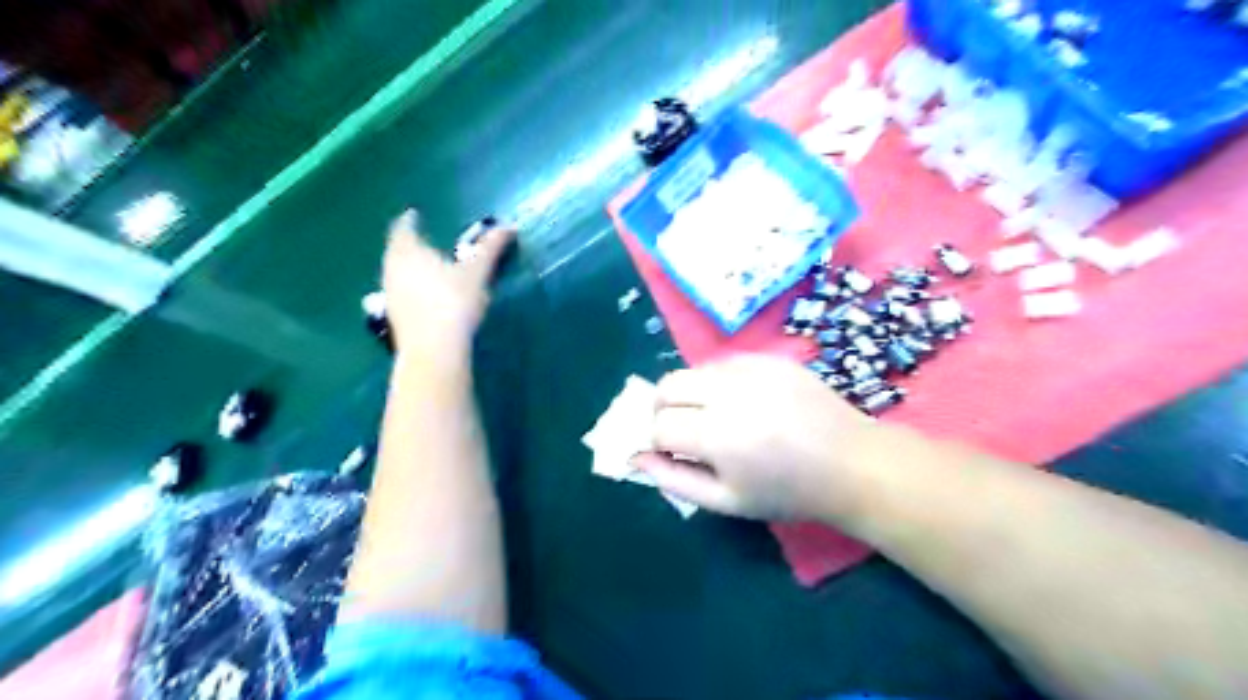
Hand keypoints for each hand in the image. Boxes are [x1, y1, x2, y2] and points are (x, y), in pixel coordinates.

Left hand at [384, 211, 513, 356]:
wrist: (434, 349)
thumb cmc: (454, 301)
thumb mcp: (477, 272)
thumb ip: (490, 248)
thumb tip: (508, 226)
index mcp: (409, 251)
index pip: (404, 229)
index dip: (409, 221)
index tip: (414, 215)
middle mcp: (392, 269)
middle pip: (397, 251)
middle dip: (409, 245)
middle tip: (422, 241)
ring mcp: (390, 295)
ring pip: (397, 273)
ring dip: (409, 268)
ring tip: (426, 268)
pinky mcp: (394, 318)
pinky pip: (401, 294)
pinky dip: (411, 289)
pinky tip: (426, 296)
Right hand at [636, 357, 874, 521]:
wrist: (850, 463)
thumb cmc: (787, 492)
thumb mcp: (726, 500)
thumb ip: (674, 479)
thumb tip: (637, 457)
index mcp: (717, 434)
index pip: (659, 425)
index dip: (656, 440)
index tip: (669, 451)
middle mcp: (728, 392)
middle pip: (666, 385)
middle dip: (662, 409)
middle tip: (680, 430)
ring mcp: (751, 369)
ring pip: (693, 371)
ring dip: (690, 394)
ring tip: (714, 417)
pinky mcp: (769, 358)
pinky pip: (724, 363)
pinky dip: (718, 382)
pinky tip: (742, 403)